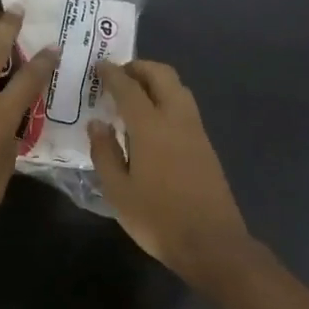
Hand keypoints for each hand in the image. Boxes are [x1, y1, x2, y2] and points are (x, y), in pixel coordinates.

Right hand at [88, 60, 254, 290]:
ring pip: (179, 88)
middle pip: (162, 76)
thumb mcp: (118, 191)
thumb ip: (105, 152)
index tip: (99, 66)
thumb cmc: (157, 218)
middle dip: (140, 68)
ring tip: (134, 94)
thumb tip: (98, 123)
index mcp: (151, 127)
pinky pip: (185, 107)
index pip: (129, 88)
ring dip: (157, 81)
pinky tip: (153, 119)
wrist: (210, 242)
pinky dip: (167, 98)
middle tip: (118, 74)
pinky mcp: (206, 145)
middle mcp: (177, 119)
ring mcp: (196, 131)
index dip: (112, 74)